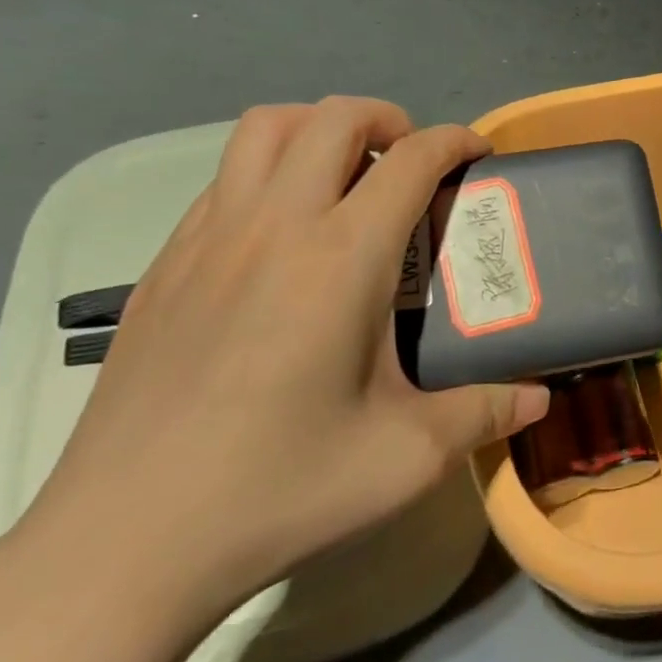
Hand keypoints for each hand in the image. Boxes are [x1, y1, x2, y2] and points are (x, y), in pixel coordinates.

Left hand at [16, 99, 550, 628]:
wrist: (122, 543)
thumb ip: (483, 414)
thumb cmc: (277, 491)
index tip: (478, 154)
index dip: (455, 141)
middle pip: (334, 117)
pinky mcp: (164, 263)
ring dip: (317, 129)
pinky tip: (280, 236)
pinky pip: (224, 178)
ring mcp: (208, 237)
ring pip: (265, 128)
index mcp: (341, 257)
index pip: (411, 159)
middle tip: (412, 161)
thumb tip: (539, 399)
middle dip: (387, 119)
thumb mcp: (404, 458)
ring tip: (345, 176)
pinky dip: (267, 172)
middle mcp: (274, 224)